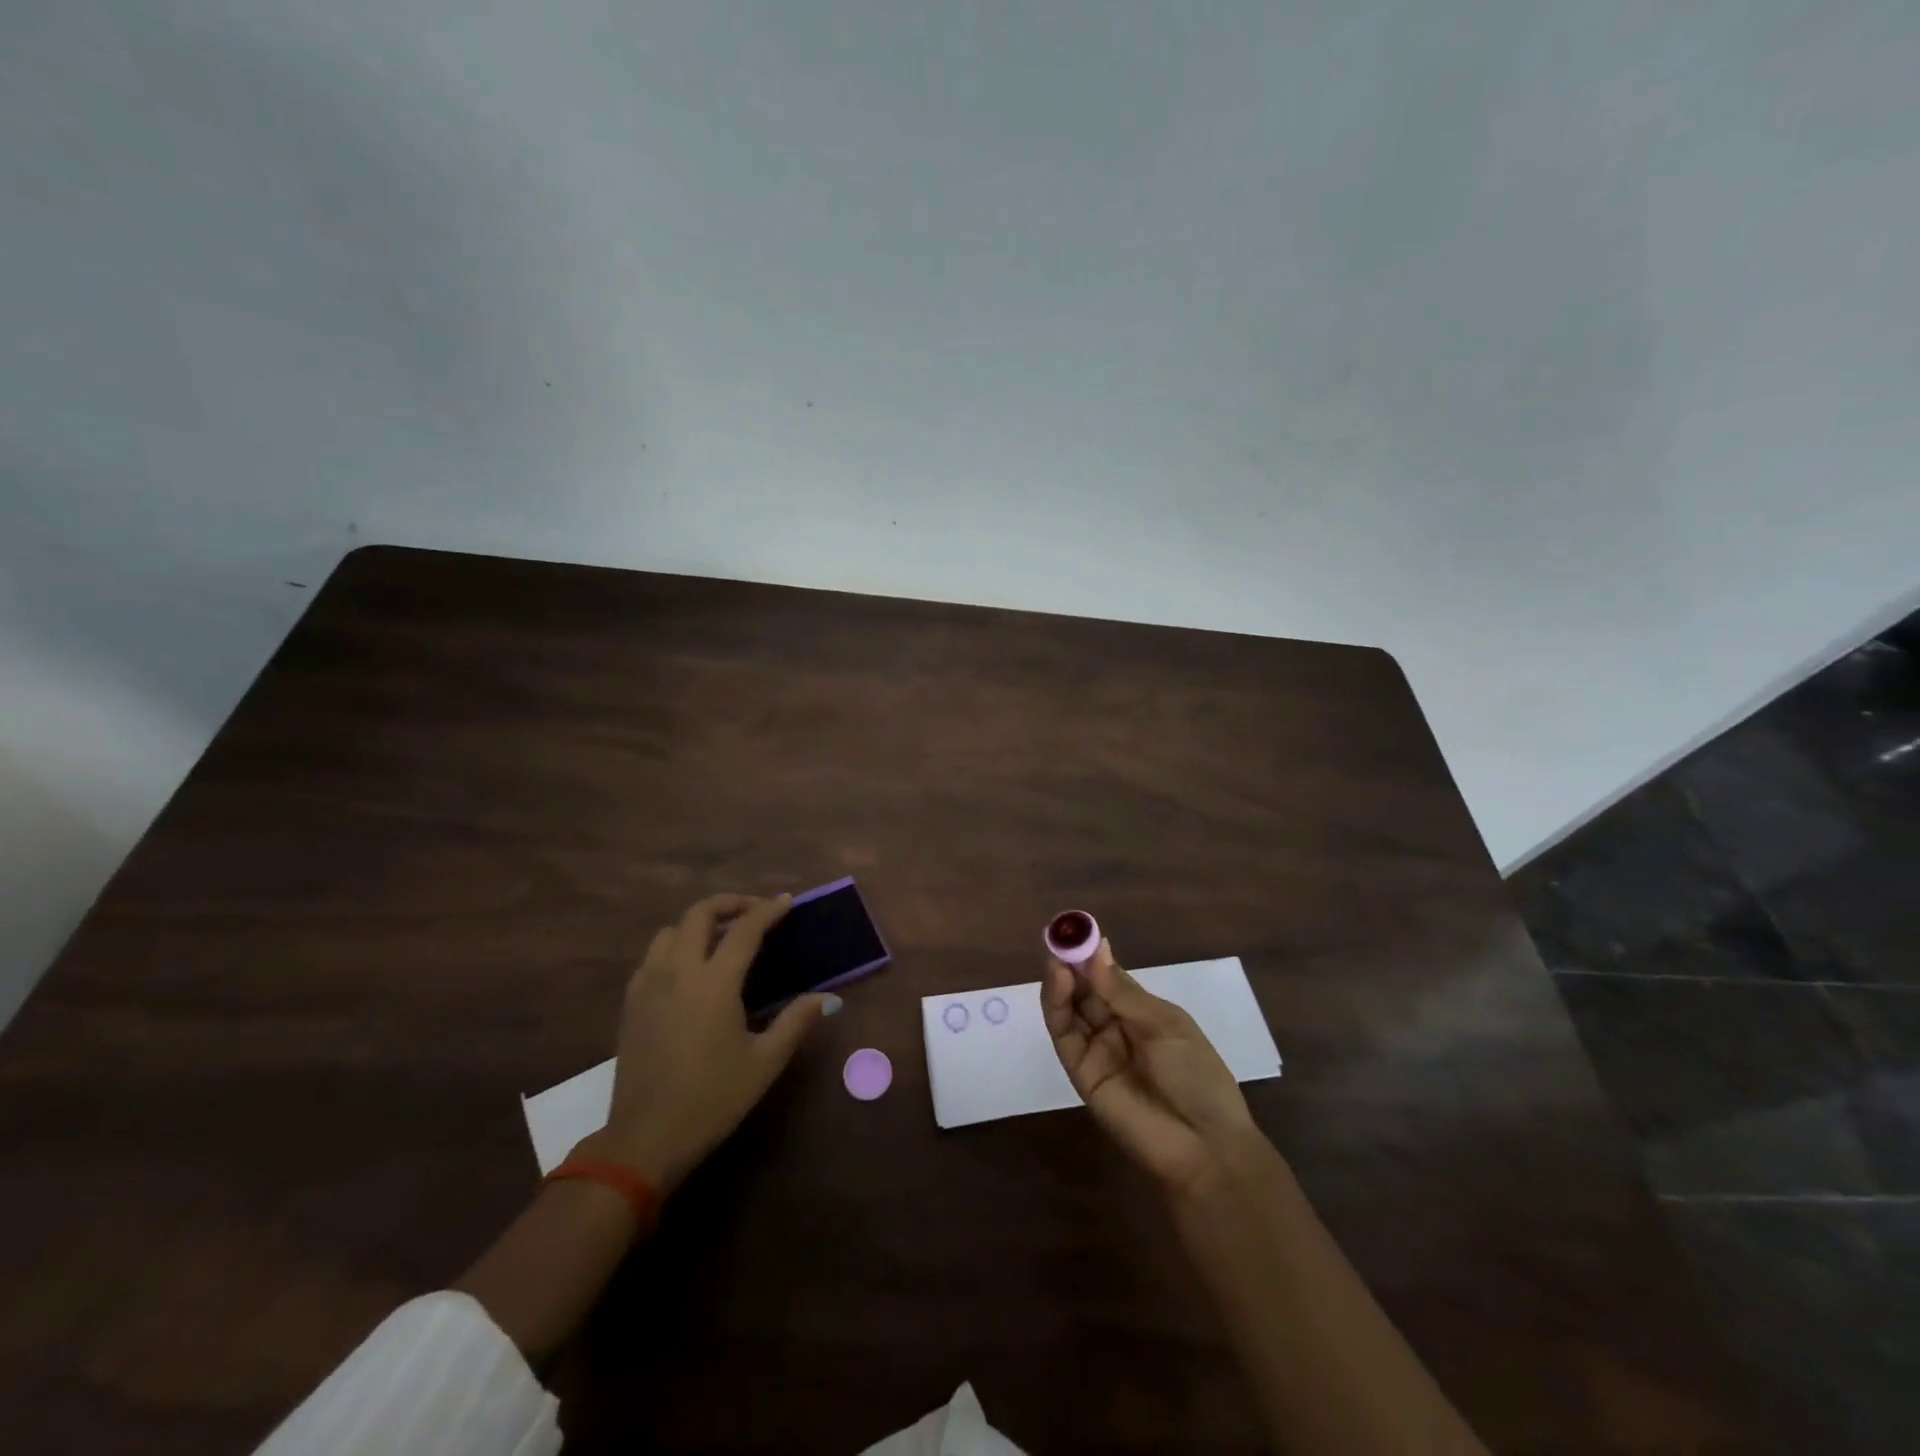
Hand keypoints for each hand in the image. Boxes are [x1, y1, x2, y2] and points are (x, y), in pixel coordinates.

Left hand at [582, 893, 830, 1193]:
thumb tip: (827, 998)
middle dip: (730, 903)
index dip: (768, 910)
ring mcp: (648, 985)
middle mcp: (678, 972)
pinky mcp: (631, 1003)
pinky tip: (690, 970)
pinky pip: (653, 956)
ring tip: (721, 937)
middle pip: (699, 913)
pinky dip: (675, 946)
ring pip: (670, 931)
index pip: (744, 929)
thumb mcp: (764, 1062)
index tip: (786, 902)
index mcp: (714, 983)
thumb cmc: (713, 1099)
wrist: (646, 1139)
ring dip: (698, 923)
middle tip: (754, 912)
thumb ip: (796, 1022)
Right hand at [1042, 938, 1258, 1195]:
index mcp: (1143, 1014)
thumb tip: (1097, 948)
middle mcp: (1116, 1028)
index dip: (1092, 956)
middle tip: (1059, 938)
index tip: (1077, 930)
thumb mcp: (1165, 1024)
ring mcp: (1097, 1051)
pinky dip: (1057, 1006)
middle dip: (1071, 964)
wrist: (1204, 1145)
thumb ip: (1122, 991)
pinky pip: (1065, 1035)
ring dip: (1060, 981)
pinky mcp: (1081, 1073)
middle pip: (1084, 991)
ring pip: (1070, 1009)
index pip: (1108, 978)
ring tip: (1056, 956)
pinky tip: (1058, 981)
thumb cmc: (1196, 1075)